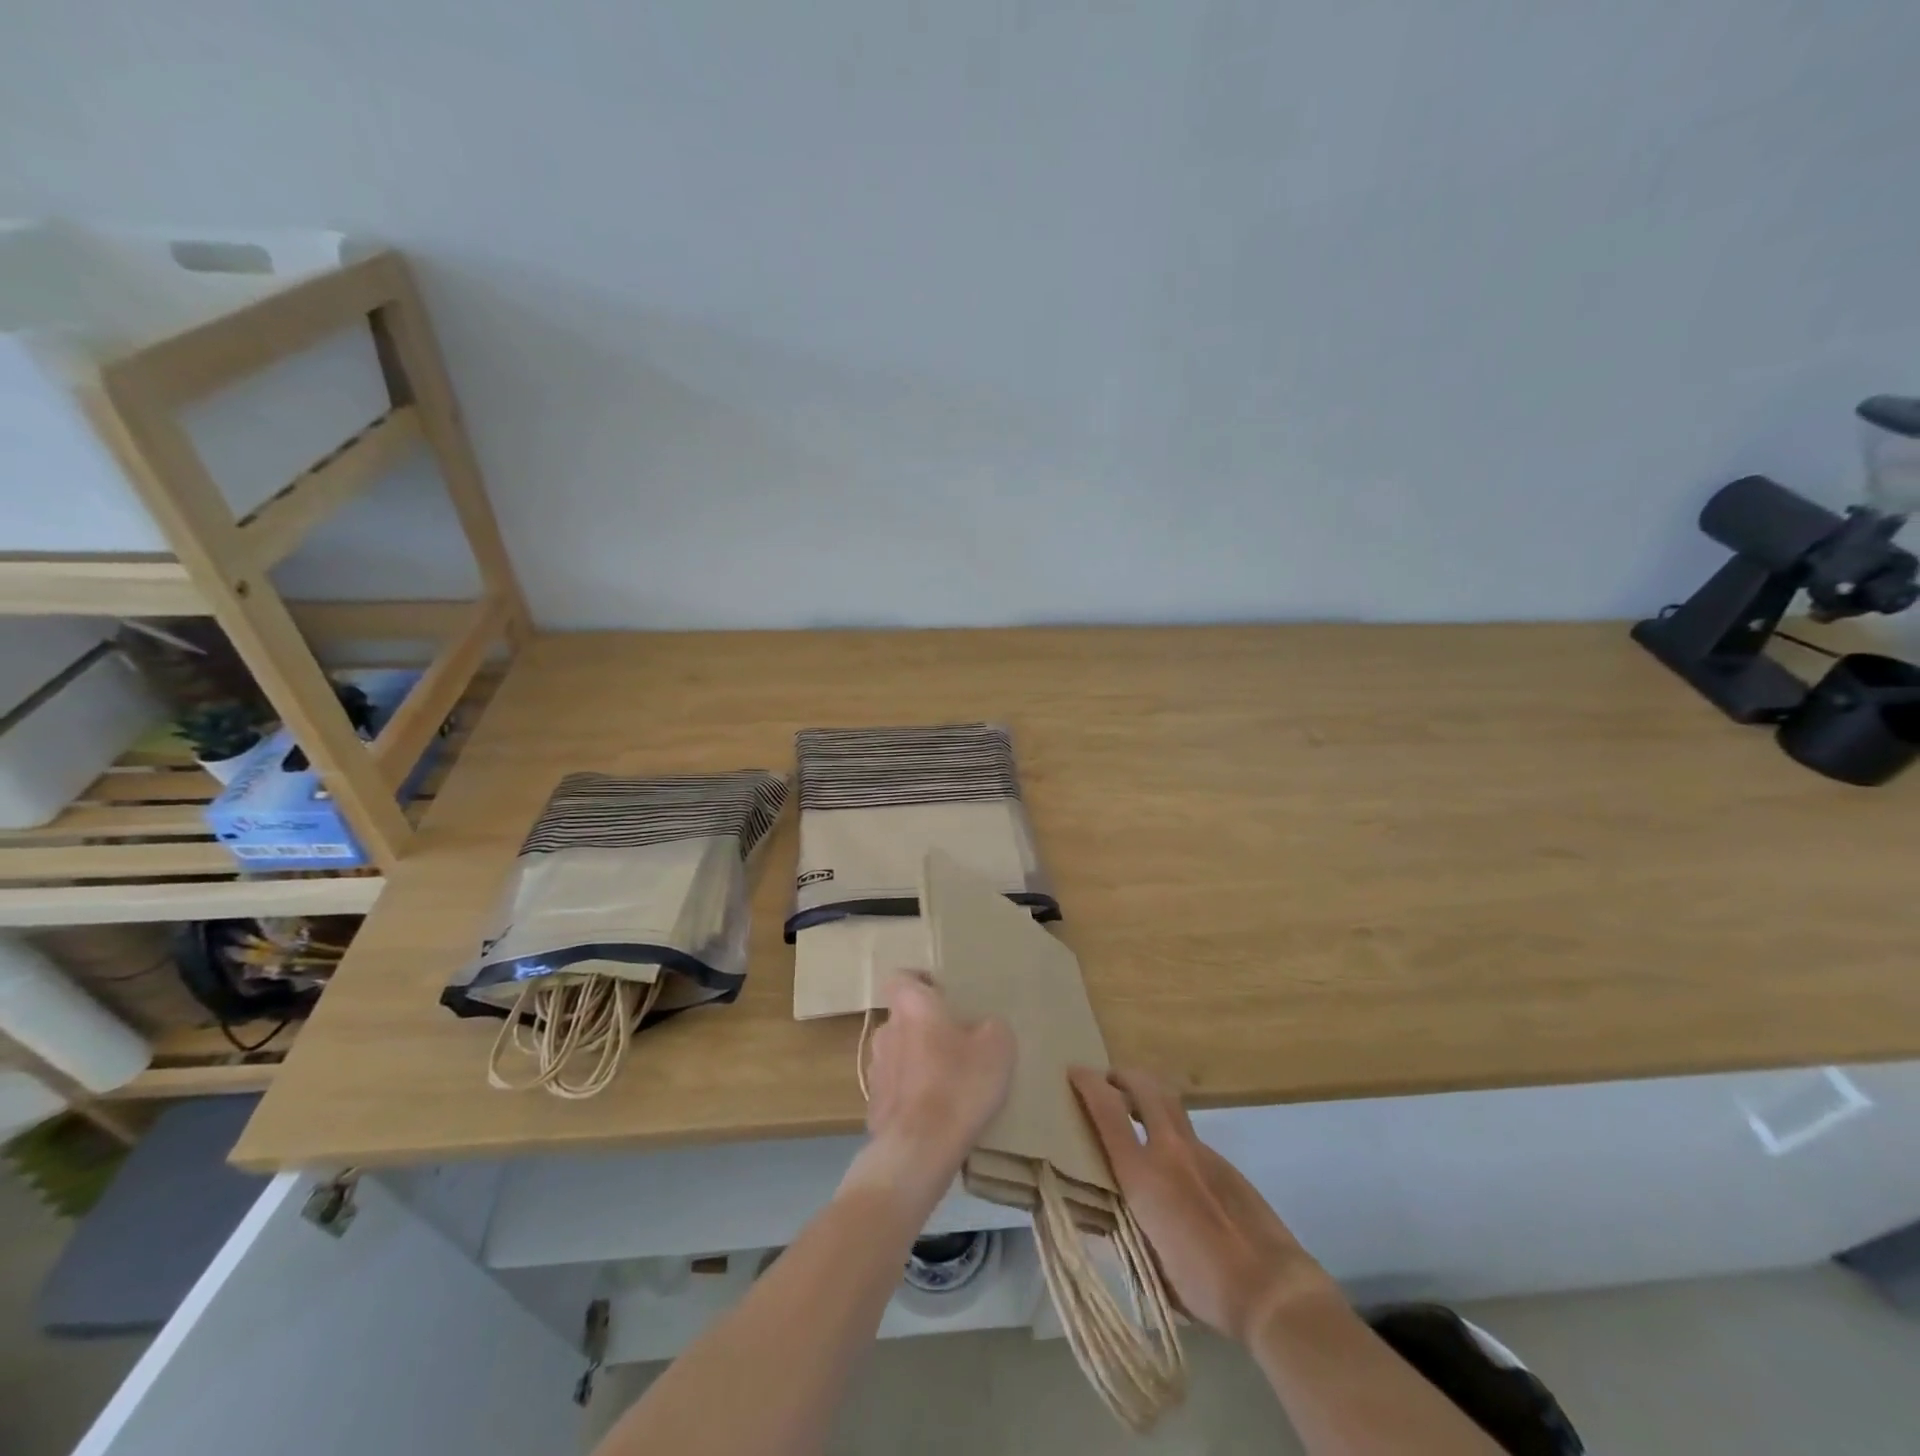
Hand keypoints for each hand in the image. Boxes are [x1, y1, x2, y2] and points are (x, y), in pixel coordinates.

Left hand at [845, 972, 1013, 1208]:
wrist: (919, 1150)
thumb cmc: (959, 1084)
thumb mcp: (997, 1047)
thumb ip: (991, 1026)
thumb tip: (984, 1027)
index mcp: (911, 1005)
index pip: (901, 978)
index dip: (920, 983)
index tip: (943, 995)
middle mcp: (886, 1030)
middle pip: (904, 1018)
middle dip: (925, 1027)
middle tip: (957, 1043)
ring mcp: (876, 1069)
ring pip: (898, 1053)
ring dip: (917, 1061)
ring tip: (947, 1081)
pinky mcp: (874, 1106)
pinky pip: (896, 1089)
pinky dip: (911, 1094)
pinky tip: (934, 1112)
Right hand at [1071, 1067, 1335, 1343]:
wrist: (1271, 1288)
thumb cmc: (1202, 1285)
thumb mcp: (1148, 1263)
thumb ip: (1125, 1227)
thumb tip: (1108, 1213)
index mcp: (1143, 1174)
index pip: (1107, 1110)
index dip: (1088, 1084)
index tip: (1074, 1071)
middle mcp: (1170, 1150)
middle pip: (1145, 1087)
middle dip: (1122, 1075)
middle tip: (1109, 1080)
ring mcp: (1202, 1152)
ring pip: (1170, 1104)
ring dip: (1149, 1096)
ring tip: (1137, 1111)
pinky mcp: (1226, 1164)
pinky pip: (1190, 1134)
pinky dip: (1172, 1132)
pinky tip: (1176, 1166)